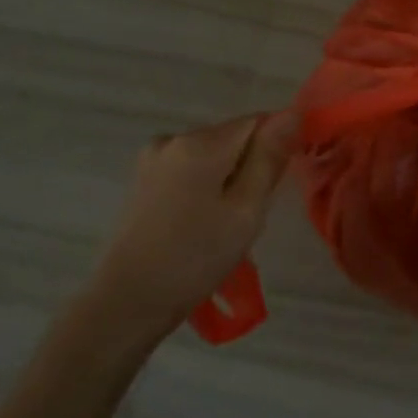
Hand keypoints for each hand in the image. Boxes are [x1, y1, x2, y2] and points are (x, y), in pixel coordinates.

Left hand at [87, 111, 297, 349]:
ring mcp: (153, 159)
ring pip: (211, 156)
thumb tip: (292, 113)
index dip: (273, 150)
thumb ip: (269, 158)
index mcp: (201, 142)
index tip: (272, 188)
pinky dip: (202, 188)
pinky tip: (196, 224)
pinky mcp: (142, 180)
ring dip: (225, 180)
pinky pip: (188, 170)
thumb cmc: (195, 258)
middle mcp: (174, 138)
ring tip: (221, 225)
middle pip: (233, 138)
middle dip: (249, 167)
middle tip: (247, 216)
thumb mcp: (246, 210)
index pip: (258, 122)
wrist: (126, 303)